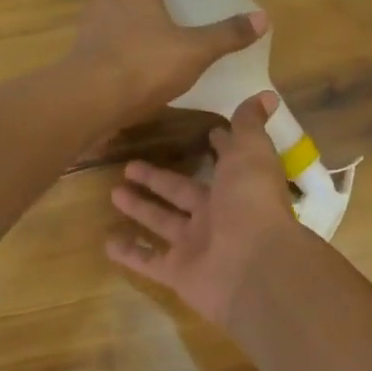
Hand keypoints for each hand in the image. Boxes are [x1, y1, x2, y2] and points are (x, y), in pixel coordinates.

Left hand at [70, 0, 266, 128]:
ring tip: (168, 20)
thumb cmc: (142, 65)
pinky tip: (147, 50)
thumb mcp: (194, 51)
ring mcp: (94, 17)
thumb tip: (261, 19)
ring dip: (144, 2)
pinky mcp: (86, 43)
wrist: (86, 101)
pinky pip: (113, 24)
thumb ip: (227, 34)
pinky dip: (132, 27)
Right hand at [107, 93, 301, 330]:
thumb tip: (265, 96)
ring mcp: (197, 247)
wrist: (254, 266)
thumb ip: (250, 126)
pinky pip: (149, 262)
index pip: (224, 163)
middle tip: (128, 165)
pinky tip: (107, 241)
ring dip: (140, 209)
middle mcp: (218, 216)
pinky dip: (130, 253)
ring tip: (112, 192)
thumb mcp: (252, 152)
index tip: (202, 134)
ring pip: (163, 223)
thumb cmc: (252, 202)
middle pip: (182, 193)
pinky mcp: (179, 274)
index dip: (216, 149)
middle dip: (158, 179)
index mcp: (237, 186)